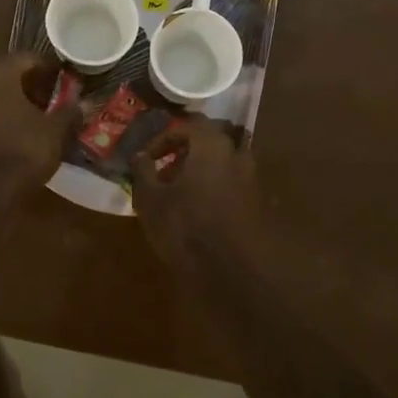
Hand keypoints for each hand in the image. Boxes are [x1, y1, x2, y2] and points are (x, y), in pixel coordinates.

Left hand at [0, 52, 78, 205]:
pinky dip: (9, 114)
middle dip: (36, 84)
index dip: (52, 70)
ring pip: (0, 92)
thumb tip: (85, 103)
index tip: (69, 83)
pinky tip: (26, 129)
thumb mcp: (55, 130)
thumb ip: (70, 111)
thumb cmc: (24, 151)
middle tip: (58, 98)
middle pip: (12, 74)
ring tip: (45, 115)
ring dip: (22, 99)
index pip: (30, 58)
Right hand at [129, 121, 265, 269]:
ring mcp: (252, 179)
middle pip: (214, 139)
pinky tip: (201, 209)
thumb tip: (139, 156)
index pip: (189, 126)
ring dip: (205, 168)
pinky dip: (218, 186)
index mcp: (212, 145)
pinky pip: (235, 183)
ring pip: (227, 161)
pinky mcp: (258, 203)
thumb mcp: (151, 199)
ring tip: (183, 190)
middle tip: (168, 169)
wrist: (233, 271)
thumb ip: (143, 171)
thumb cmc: (186, 227)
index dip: (165, 138)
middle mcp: (236, 155)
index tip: (148, 158)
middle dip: (190, 149)